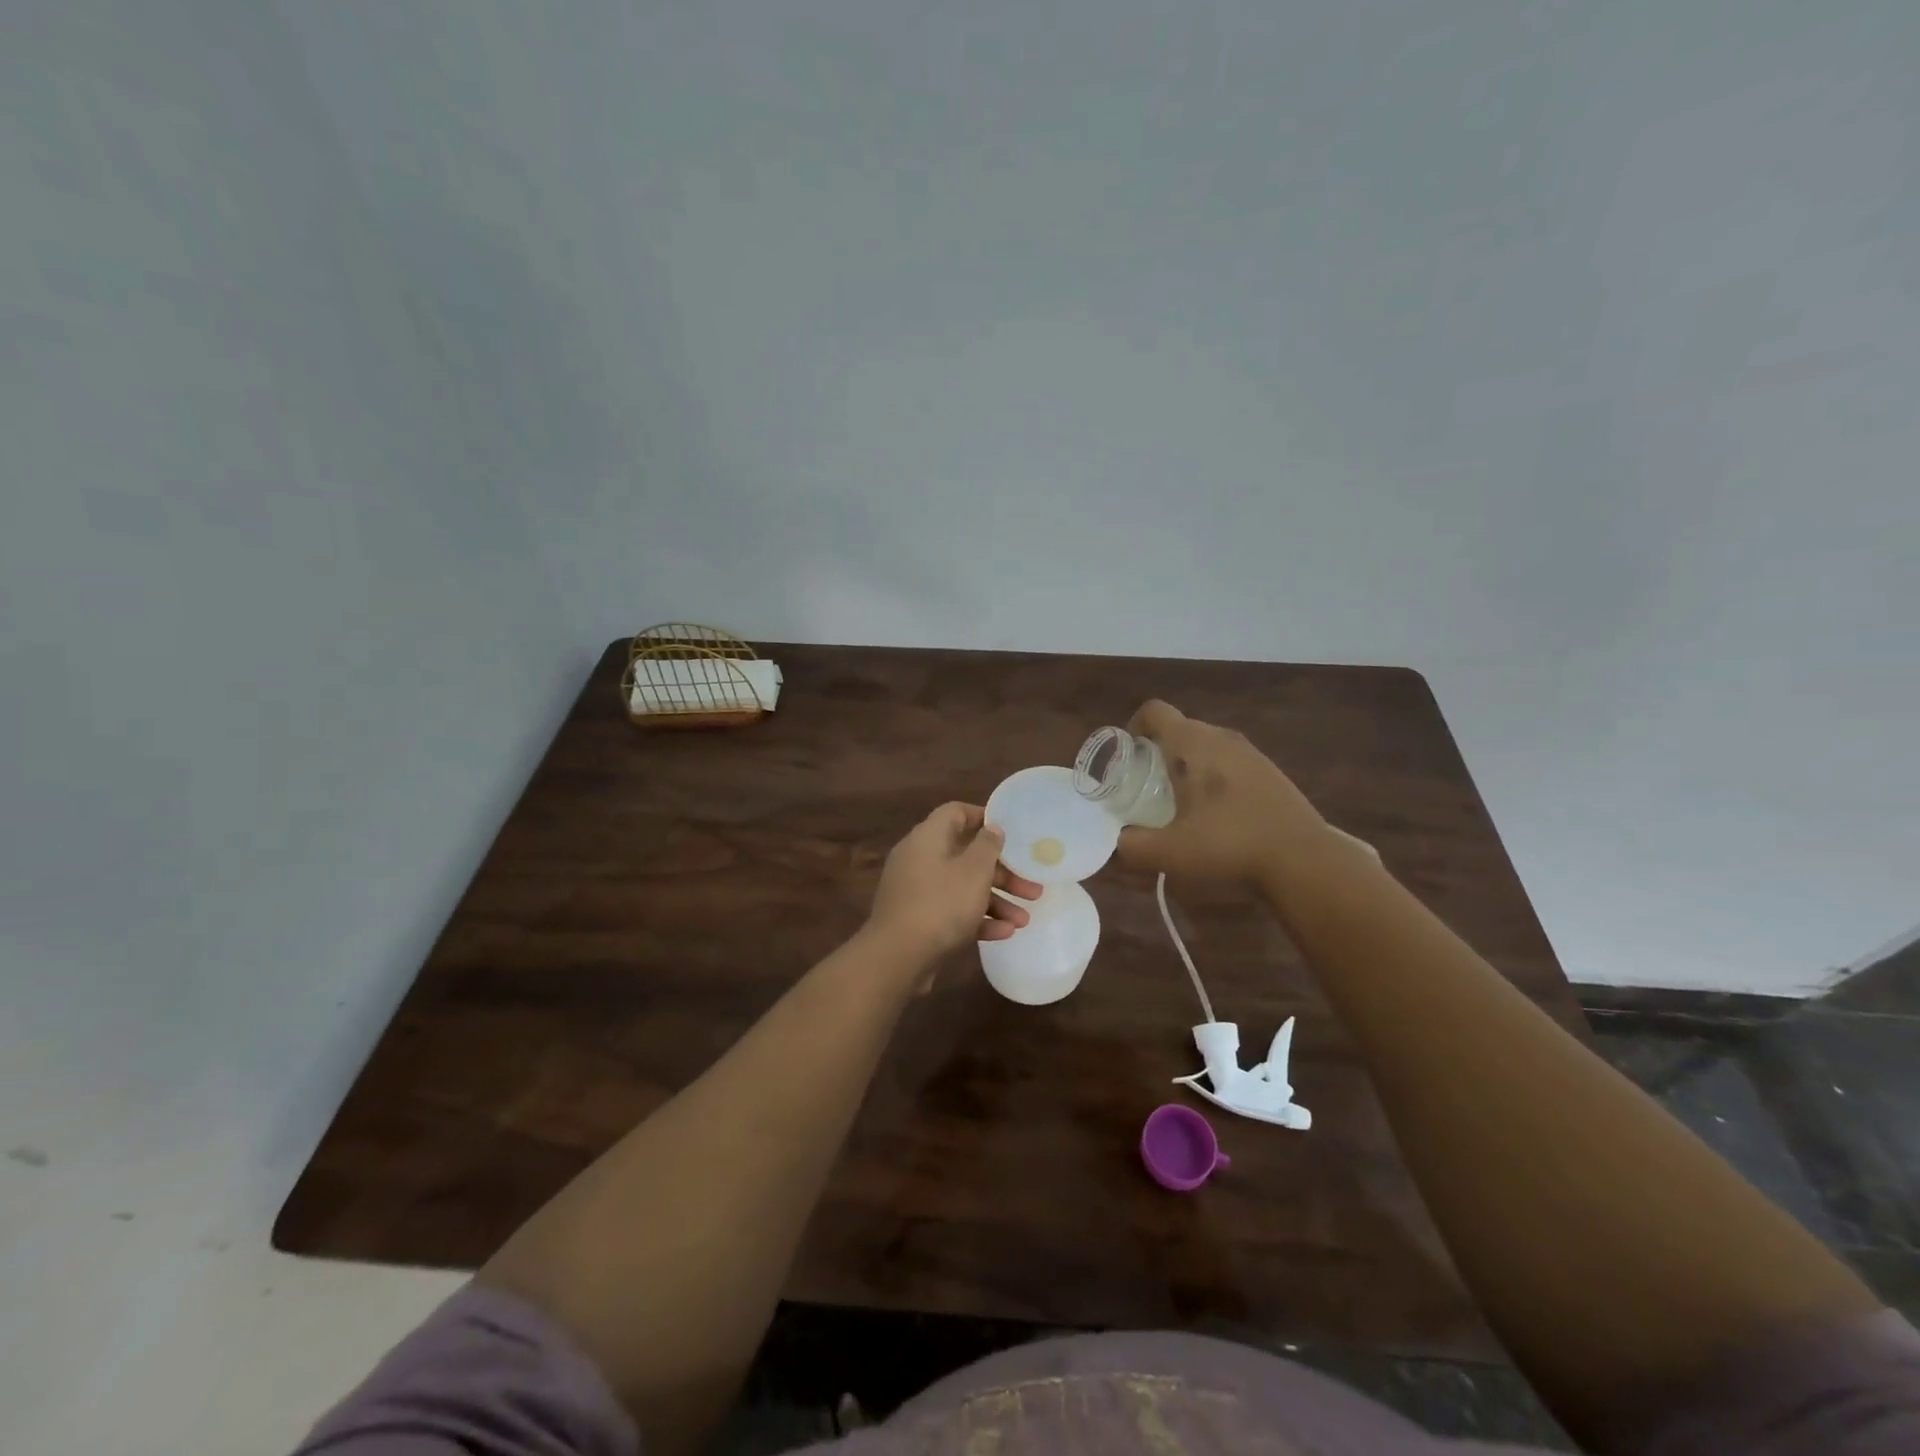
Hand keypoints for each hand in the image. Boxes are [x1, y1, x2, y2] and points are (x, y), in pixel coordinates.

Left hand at [864, 803, 1045, 966]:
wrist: (897, 957)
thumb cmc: (941, 904)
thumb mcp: (974, 871)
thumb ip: (987, 846)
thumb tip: (991, 828)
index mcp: (928, 837)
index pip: (955, 813)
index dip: (983, 817)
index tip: (1010, 831)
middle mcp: (919, 859)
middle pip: (965, 855)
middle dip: (1002, 873)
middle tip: (1032, 888)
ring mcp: (917, 891)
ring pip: (962, 887)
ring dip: (995, 901)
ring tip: (1024, 920)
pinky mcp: (917, 919)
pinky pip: (951, 911)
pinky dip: (977, 919)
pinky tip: (1005, 933)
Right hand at [1115, 700, 1334, 891]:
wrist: (1303, 859)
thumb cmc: (1228, 844)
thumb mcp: (1168, 852)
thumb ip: (1130, 846)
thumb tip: (1114, 842)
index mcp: (1191, 743)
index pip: (1154, 711)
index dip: (1133, 726)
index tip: (1127, 758)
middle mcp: (1220, 737)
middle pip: (1179, 728)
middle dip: (1157, 752)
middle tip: (1148, 788)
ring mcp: (1250, 752)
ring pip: (1206, 745)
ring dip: (1188, 766)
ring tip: (1182, 804)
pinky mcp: (1270, 771)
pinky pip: (1229, 762)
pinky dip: (1214, 778)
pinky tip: (1218, 815)